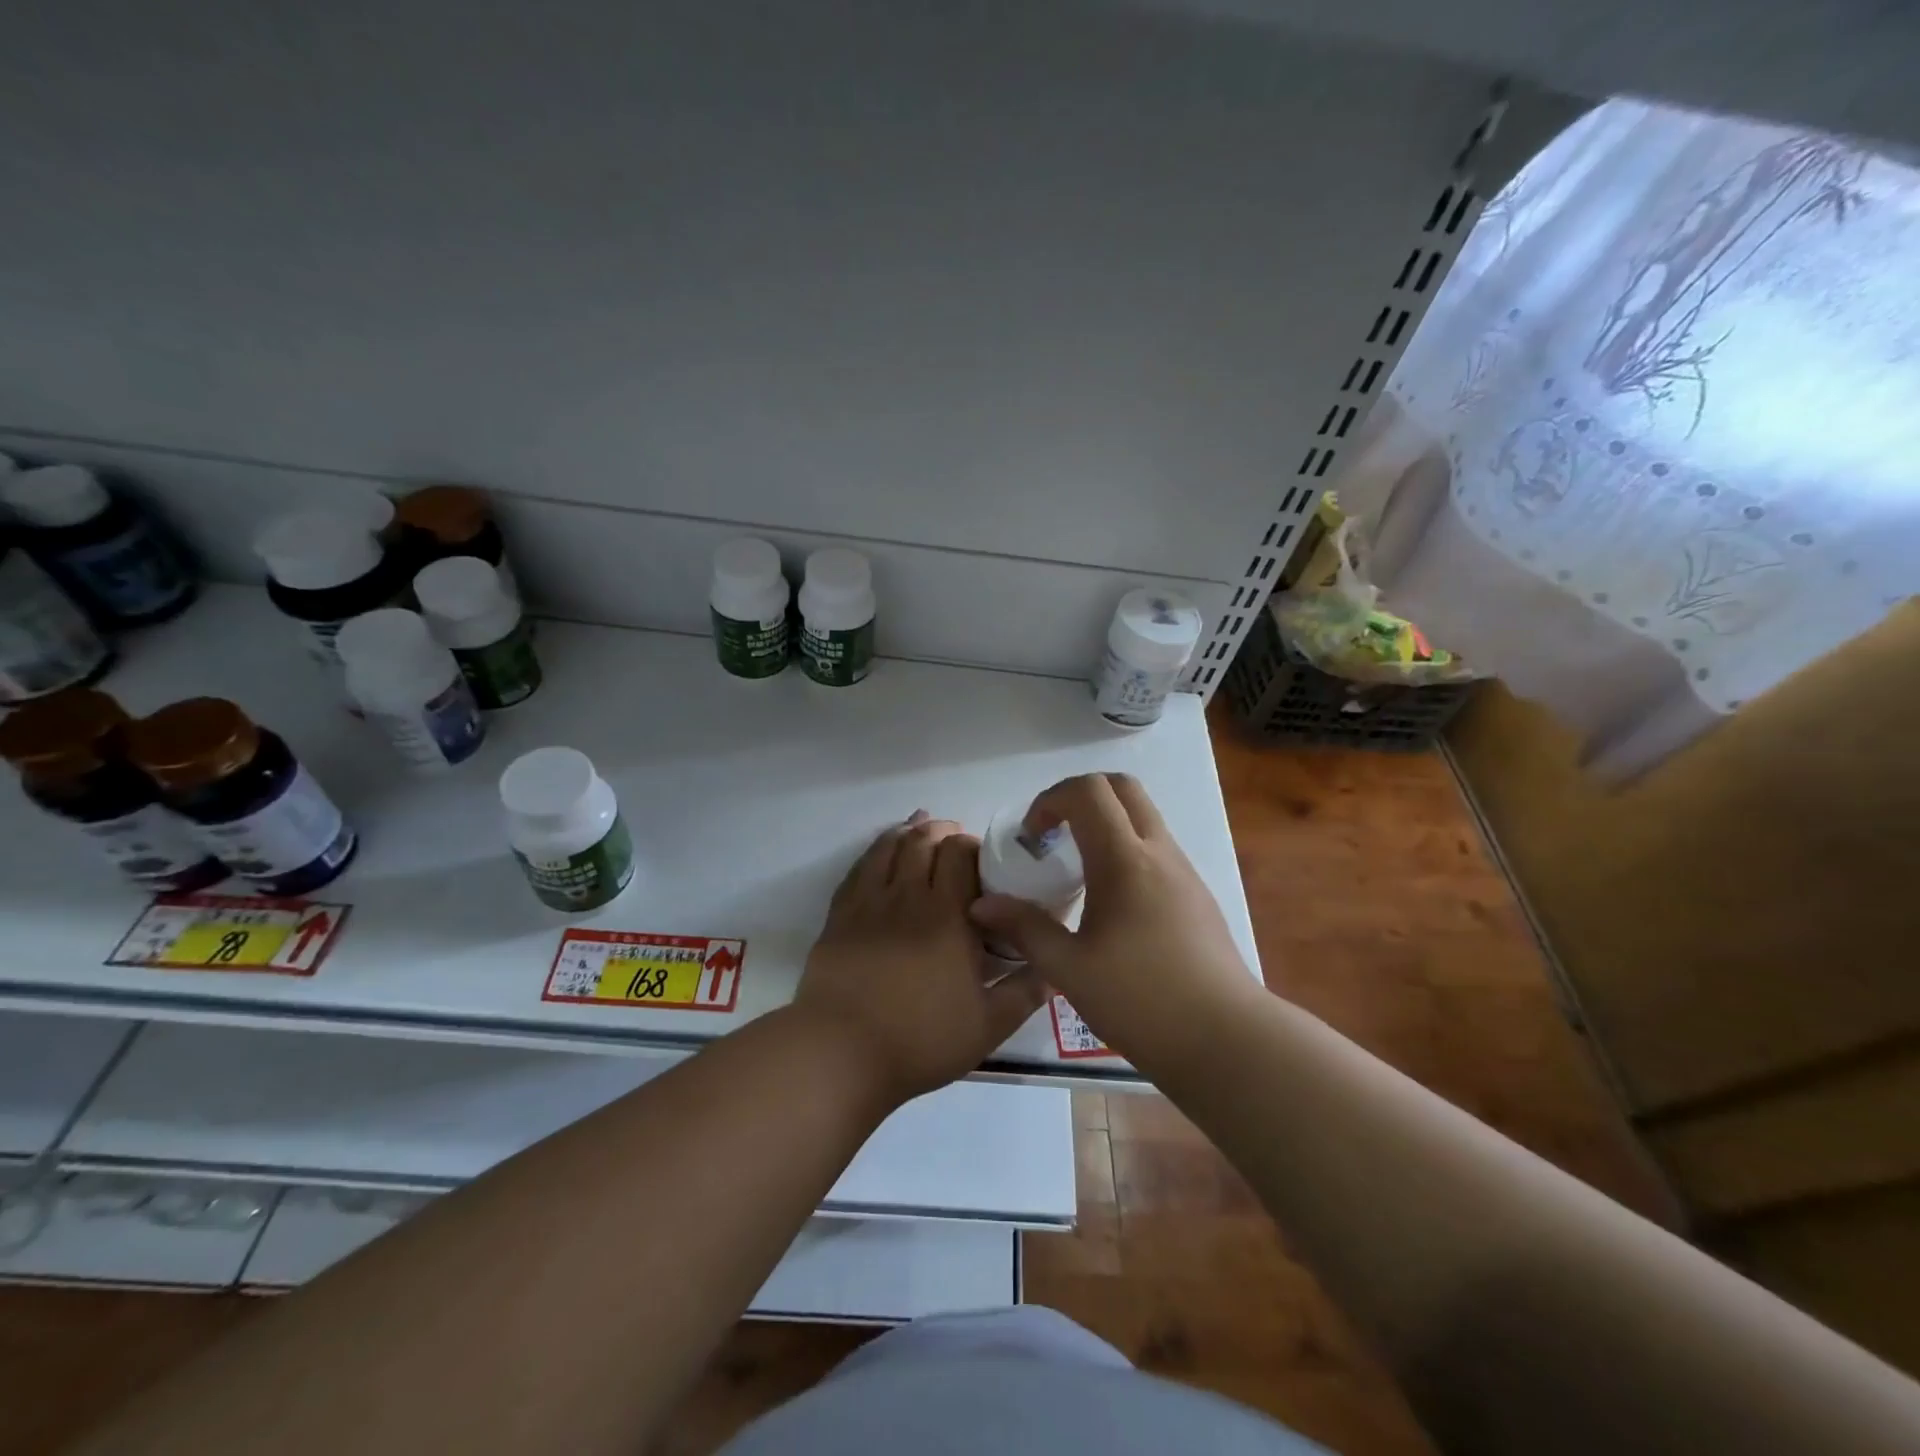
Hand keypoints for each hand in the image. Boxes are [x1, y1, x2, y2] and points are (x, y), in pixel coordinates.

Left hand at [794, 810, 1046, 1106]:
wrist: (841, 1053)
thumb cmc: (921, 1040)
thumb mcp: (988, 1026)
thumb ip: (1025, 992)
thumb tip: (1056, 968)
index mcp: (948, 915)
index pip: (959, 853)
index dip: (971, 845)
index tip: (981, 858)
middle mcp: (908, 897)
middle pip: (923, 841)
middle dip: (941, 830)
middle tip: (954, 837)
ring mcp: (868, 903)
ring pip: (888, 847)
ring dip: (907, 831)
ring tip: (919, 826)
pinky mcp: (839, 916)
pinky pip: (858, 869)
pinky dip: (874, 851)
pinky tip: (880, 853)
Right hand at [968, 774, 1258, 1059]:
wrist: (1226, 1040)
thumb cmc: (1141, 1001)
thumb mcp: (1069, 969)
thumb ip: (1025, 929)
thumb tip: (982, 905)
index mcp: (1124, 860)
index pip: (1088, 790)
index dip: (1051, 800)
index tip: (1033, 838)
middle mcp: (1158, 852)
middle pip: (1122, 787)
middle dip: (1080, 797)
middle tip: (1055, 836)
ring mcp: (1184, 871)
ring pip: (1143, 816)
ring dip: (1105, 823)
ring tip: (1078, 872)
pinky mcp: (1196, 895)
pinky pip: (1156, 848)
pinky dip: (1126, 849)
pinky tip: (1111, 904)